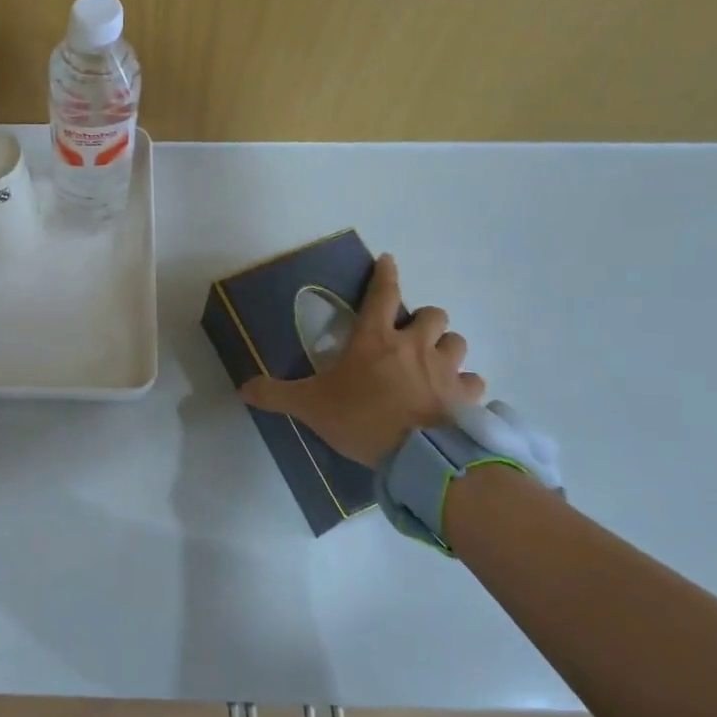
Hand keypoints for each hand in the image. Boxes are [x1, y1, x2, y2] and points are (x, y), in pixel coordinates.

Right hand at [241, 253, 485, 466]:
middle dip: (425, 319)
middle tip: (411, 335)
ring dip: (447, 348)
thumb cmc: (361, 420)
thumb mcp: (310, 407)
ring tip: (435, 363)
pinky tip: (455, 396)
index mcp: (375, 339)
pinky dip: (465, 385)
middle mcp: (414, 345)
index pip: (383, 294)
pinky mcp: (466, 395)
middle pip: (433, 314)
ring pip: (457, 342)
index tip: (388, 260)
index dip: (386, 274)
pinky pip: (473, 381)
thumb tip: (243, 388)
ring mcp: (445, 369)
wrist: (417, 455)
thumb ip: (276, 395)